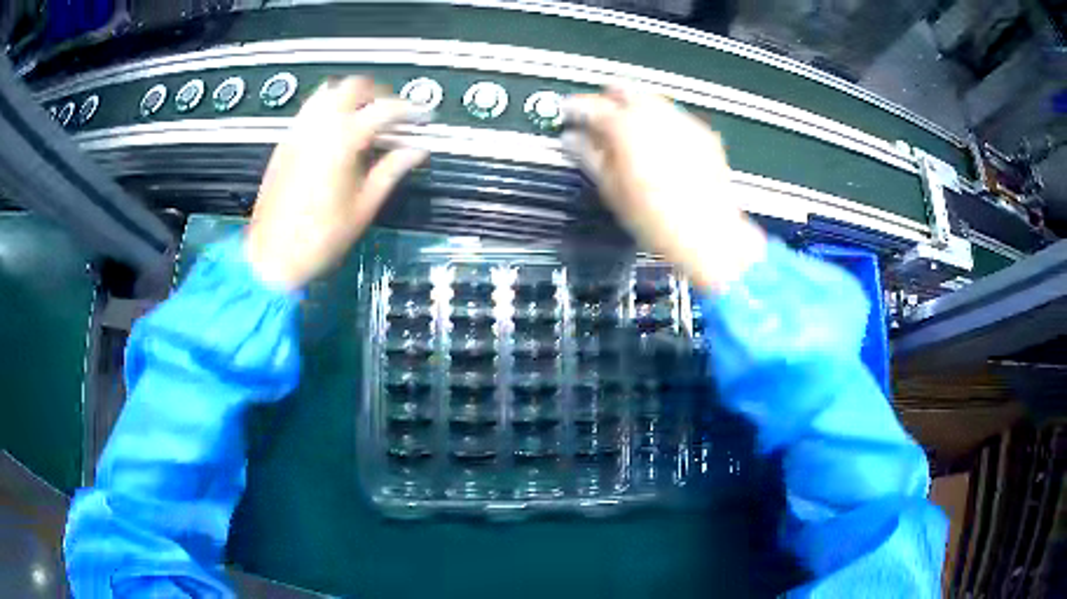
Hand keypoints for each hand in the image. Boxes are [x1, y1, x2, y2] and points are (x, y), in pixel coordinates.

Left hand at [246, 77, 427, 289]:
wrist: (273, 256)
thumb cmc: (321, 238)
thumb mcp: (364, 206)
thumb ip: (391, 170)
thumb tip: (416, 151)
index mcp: (342, 140)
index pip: (384, 110)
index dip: (409, 111)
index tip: (422, 118)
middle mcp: (319, 126)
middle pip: (354, 86)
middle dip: (379, 93)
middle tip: (393, 114)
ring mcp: (298, 131)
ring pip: (328, 91)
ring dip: (351, 95)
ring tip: (364, 117)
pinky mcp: (285, 142)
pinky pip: (310, 109)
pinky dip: (329, 108)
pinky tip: (336, 132)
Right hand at [562, 86, 765, 290]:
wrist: (707, 234)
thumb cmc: (659, 218)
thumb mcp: (611, 188)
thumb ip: (588, 155)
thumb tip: (573, 140)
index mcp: (626, 126)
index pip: (590, 105)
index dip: (573, 108)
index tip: (567, 113)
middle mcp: (655, 115)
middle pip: (624, 89)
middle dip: (606, 99)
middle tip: (596, 118)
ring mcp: (682, 122)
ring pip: (651, 99)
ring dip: (634, 108)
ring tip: (627, 134)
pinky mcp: (702, 134)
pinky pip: (674, 117)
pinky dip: (660, 123)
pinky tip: (658, 146)